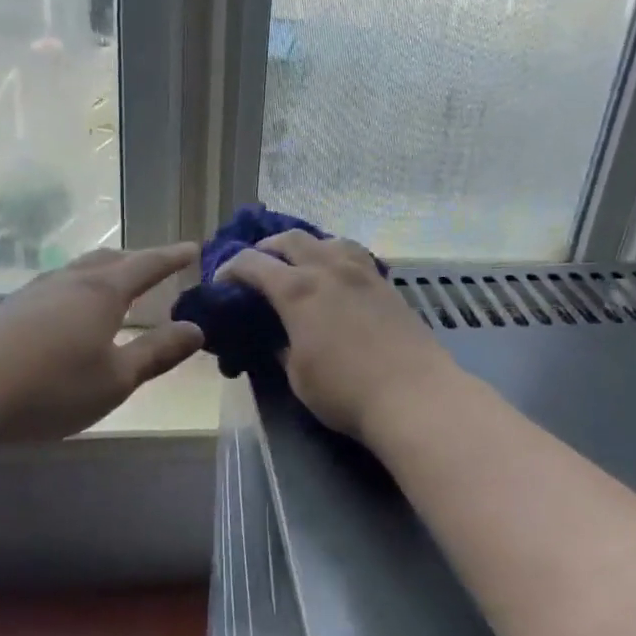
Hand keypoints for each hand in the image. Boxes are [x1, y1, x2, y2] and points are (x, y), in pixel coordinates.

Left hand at [0, 243, 204, 443]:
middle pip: (109, 260)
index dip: (172, 257)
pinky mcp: (6, 311)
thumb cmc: (51, 387)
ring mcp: (33, 293)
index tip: (193, 248)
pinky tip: (66, 312)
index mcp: (102, 292)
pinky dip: (76, 290)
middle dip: (137, 260)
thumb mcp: (116, 379)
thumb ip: (156, 353)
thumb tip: (196, 329)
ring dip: (104, 272)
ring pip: (78, 271)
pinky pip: (54, 288)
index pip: (146, 265)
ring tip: (115, 284)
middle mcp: (69, 282)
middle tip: (157, 264)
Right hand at [215, 231, 458, 439]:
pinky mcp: (386, 284)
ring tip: (299, 263)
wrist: (414, 396)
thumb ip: (282, 347)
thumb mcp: (298, 375)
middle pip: (290, 239)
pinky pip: (354, 254)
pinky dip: (335, 256)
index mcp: (297, 290)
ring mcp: (362, 272)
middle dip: (267, 248)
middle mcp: (328, 268)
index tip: (221, 281)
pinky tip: (337, 275)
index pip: (253, 263)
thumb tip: (277, 337)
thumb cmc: (345, 391)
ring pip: (327, 239)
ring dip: (305, 246)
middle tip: (257, 264)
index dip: (231, 268)